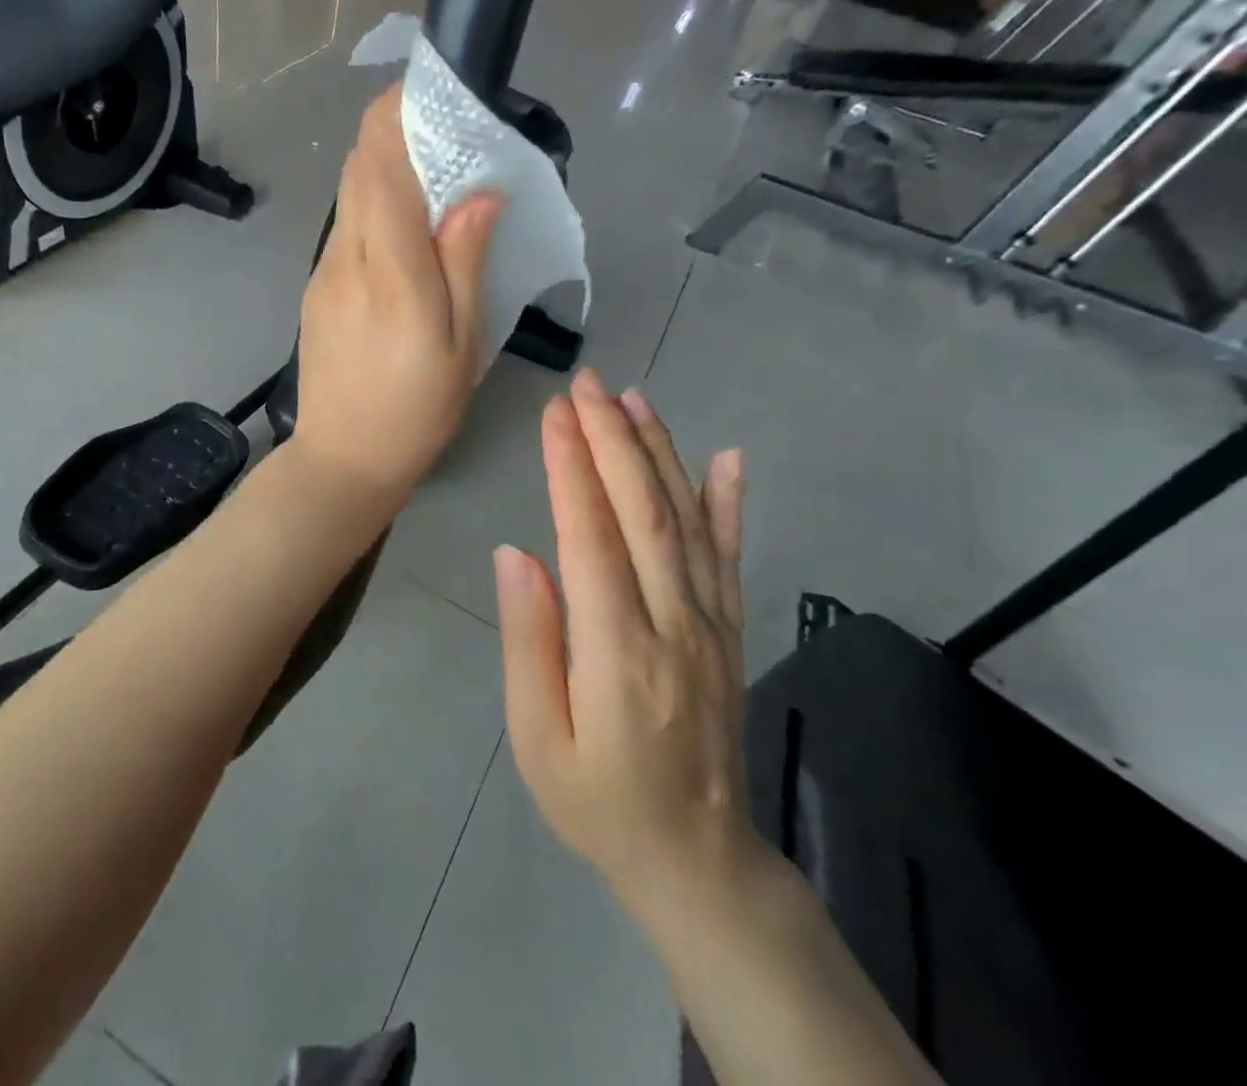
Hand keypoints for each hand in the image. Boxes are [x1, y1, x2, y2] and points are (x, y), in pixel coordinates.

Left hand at [292, 86, 501, 504]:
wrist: (343, 459)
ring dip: (383, 169)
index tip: (428, 90)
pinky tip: (404, 230)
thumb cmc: (416, 410)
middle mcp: (346, 259)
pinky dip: (373, 206)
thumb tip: (480, 192)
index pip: (381, 167)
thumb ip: (465, 262)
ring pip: (349, 196)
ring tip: (431, 176)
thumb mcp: (461, 344)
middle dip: (392, 132)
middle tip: (443, 130)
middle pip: (359, 169)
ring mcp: (323, 273)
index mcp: (390, 271)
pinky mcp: (315, 289)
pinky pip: (345, 228)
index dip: (397, 116)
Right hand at [495, 368, 762, 924]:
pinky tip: (726, 458)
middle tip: (585, 384)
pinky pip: (729, 557)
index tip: (553, 413)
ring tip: (632, 398)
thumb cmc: (599, 802)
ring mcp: (711, 624)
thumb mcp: (538, 739)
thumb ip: (530, 641)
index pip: (592, 536)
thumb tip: (517, 553)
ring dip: (660, 452)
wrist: (698, 862)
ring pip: (687, 521)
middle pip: (644, 512)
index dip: (572, 468)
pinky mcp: (729, 631)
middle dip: (612, 439)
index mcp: (619, 651)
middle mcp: (674, 624)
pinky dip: (729, 503)